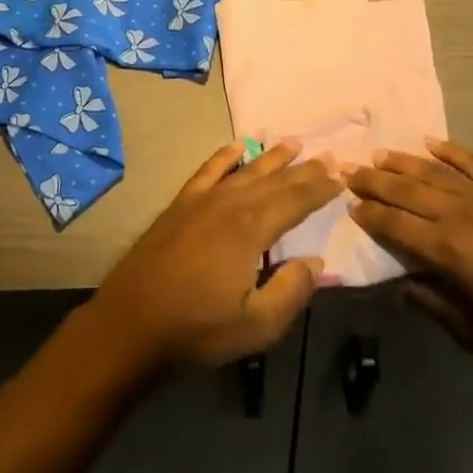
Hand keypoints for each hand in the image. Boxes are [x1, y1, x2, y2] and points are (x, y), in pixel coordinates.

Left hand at [86, 141, 341, 377]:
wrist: (131, 322)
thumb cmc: (196, 329)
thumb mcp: (255, 326)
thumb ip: (291, 291)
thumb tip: (315, 260)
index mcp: (251, 229)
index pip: (295, 201)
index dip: (320, 188)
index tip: (341, 175)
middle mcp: (230, 203)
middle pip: (275, 181)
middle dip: (304, 169)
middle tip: (328, 156)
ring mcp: (203, 199)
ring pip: (246, 170)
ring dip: (272, 156)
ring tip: (294, 142)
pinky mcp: (181, 203)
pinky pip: (209, 170)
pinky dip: (226, 156)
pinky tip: (237, 146)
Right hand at [348, 138, 472, 373]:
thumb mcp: (470, 332)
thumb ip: (429, 302)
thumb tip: (402, 283)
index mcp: (446, 250)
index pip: (394, 224)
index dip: (369, 215)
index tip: (350, 206)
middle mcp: (458, 212)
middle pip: (405, 190)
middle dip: (374, 181)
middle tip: (349, 171)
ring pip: (432, 170)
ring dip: (401, 161)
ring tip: (378, 155)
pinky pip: (471, 160)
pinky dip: (449, 149)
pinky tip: (430, 142)